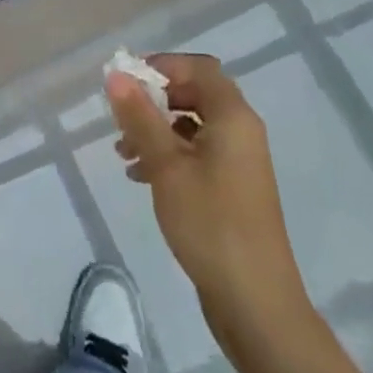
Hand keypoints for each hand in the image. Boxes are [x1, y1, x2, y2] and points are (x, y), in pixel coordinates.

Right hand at [107, 53, 307, 322]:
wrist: (256, 306)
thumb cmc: (211, 224)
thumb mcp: (166, 165)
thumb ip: (140, 116)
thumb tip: (116, 74)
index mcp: (233, 118)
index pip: (198, 68)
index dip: (163, 66)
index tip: (128, 82)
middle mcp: (241, 132)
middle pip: (194, 94)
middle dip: (154, 100)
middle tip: (121, 116)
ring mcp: (239, 164)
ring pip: (192, 125)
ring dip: (156, 129)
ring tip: (123, 152)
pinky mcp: (232, 191)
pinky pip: (196, 154)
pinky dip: (168, 155)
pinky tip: (140, 176)